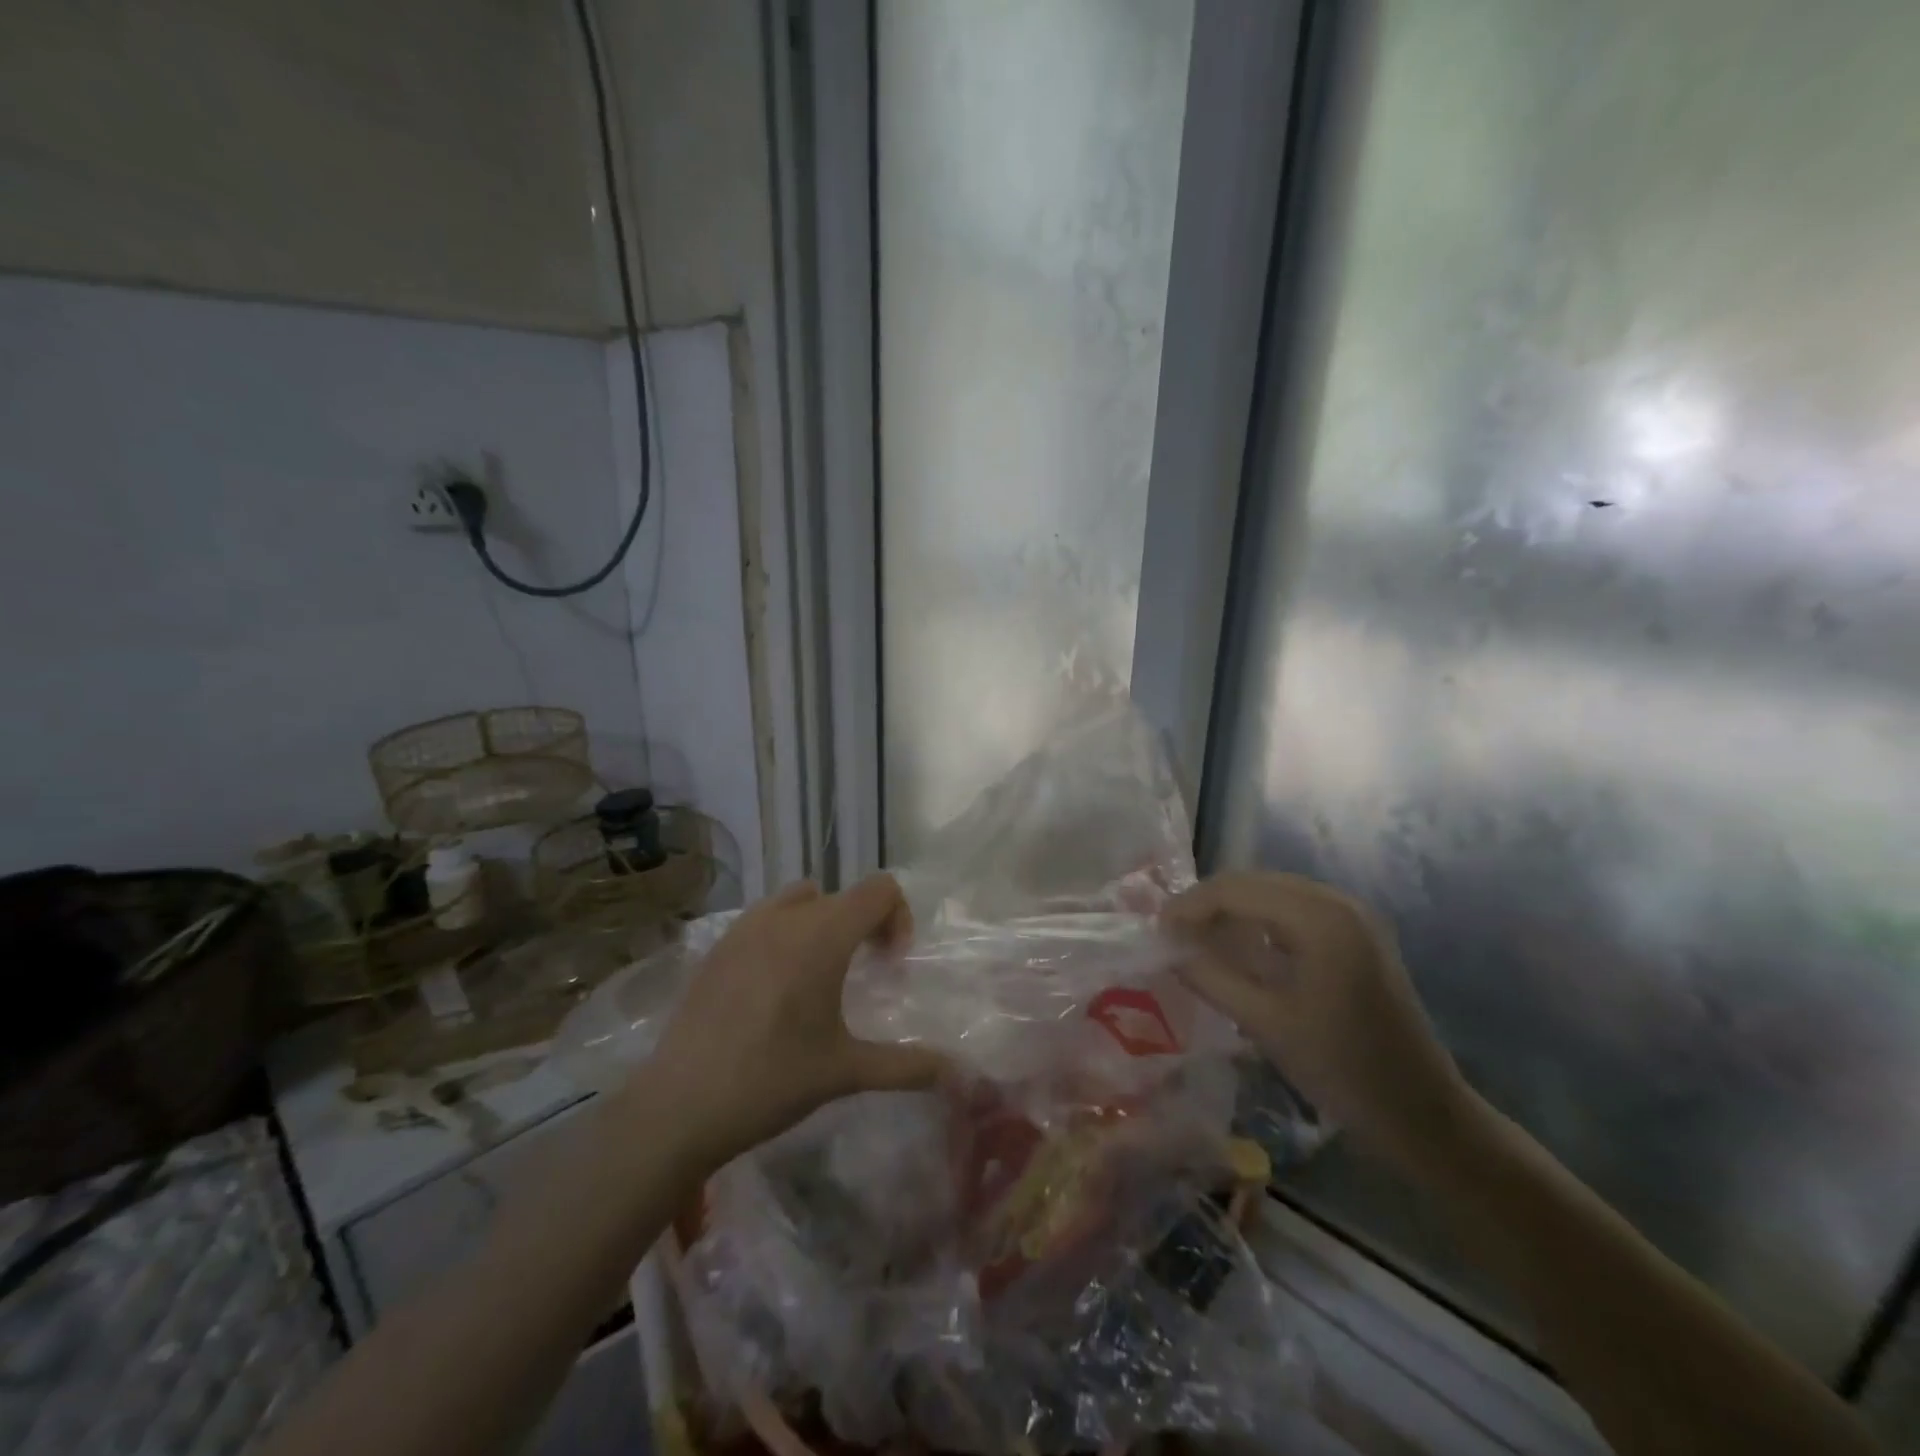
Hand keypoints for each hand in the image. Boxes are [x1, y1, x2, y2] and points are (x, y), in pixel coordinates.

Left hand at [642, 875, 950, 1172]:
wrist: (679, 1106)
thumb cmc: (772, 1080)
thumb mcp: (845, 1072)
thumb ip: (906, 1065)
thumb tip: (957, 1073)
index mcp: (823, 934)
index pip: (879, 889)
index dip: (898, 918)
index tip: (890, 964)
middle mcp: (786, 916)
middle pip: (843, 896)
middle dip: (865, 926)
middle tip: (864, 975)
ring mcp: (745, 927)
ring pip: (801, 900)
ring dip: (823, 924)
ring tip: (818, 976)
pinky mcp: (718, 945)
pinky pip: (766, 918)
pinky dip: (785, 935)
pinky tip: (773, 989)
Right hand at [1163, 872, 1472, 1171]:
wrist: (1423, 1114)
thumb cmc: (1342, 1070)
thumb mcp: (1265, 1023)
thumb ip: (1210, 976)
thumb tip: (1167, 947)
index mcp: (1319, 918)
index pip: (1236, 889)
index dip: (1190, 905)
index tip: (1156, 931)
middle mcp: (1337, 901)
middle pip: (1254, 883)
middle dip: (1208, 904)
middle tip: (1172, 935)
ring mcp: (1352, 916)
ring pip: (1272, 894)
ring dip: (1232, 911)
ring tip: (1197, 941)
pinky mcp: (1357, 935)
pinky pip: (1293, 911)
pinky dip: (1259, 922)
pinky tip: (1240, 949)